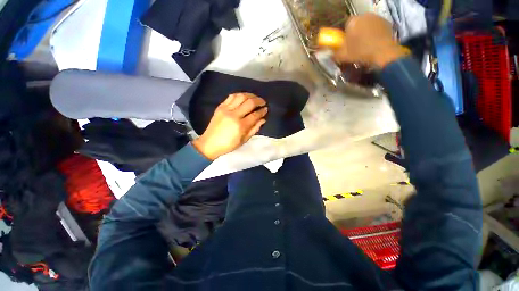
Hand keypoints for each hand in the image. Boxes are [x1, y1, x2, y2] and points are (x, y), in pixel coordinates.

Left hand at [192, 93, 267, 159]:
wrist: (210, 143)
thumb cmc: (229, 145)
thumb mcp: (244, 140)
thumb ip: (254, 129)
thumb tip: (263, 119)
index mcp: (240, 126)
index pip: (255, 115)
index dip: (262, 111)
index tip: (266, 109)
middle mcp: (234, 115)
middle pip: (249, 102)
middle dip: (259, 100)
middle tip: (263, 102)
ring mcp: (226, 109)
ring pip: (241, 96)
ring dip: (250, 95)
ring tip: (255, 98)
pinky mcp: (220, 107)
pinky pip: (231, 96)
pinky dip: (239, 95)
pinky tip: (244, 97)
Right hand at [334, 13, 408, 67]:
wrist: (383, 53)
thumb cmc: (361, 52)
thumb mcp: (343, 56)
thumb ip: (335, 53)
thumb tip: (330, 54)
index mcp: (353, 22)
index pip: (346, 24)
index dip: (346, 33)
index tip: (347, 42)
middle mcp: (364, 15)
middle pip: (357, 23)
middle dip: (356, 31)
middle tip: (356, 44)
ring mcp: (377, 17)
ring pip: (367, 24)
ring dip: (366, 31)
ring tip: (366, 44)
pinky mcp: (386, 22)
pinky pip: (377, 26)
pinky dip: (375, 32)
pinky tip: (375, 42)